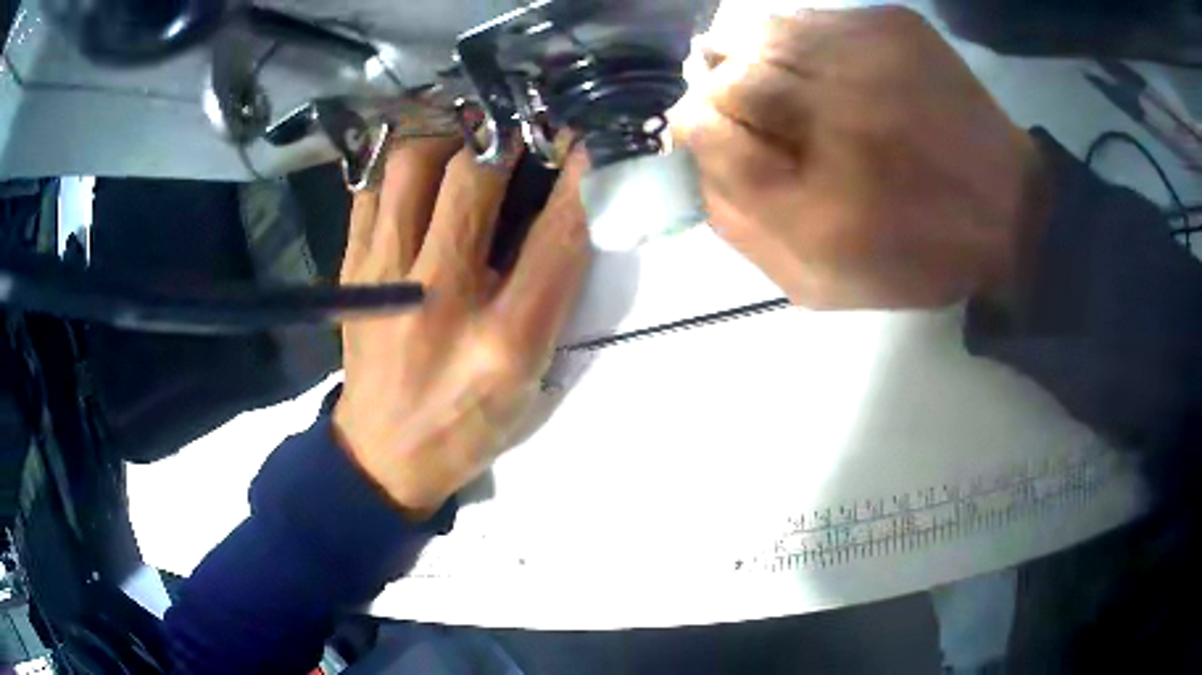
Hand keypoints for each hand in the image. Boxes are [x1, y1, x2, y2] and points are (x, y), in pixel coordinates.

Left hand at [334, 139, 589, 518]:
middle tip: (526, 116)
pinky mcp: (351, 271)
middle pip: (475, 178)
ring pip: (410, 165)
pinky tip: (421, 157)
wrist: (385, 453)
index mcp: (503, 338)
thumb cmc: (469, 421)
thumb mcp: (531, 374)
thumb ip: (553, 292)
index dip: (581, 173)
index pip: (557, 232)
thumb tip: (567, 206)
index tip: (590, 135)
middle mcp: (439, 297)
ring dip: (448, 133)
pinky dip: (398, 158)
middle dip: (509, 131)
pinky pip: (368, 188)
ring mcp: (382, 277)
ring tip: (471, 131)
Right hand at [674, 7, 1049, 309]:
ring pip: (754, 28)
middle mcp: (838, 118)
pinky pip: (803, 14)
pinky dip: (789, 36)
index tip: (706, 135)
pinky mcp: (891, 26)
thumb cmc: (914, 256)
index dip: (693, 128)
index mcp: (819, 204)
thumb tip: (693, 159)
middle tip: (745, 111)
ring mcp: (867, 59)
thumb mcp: (818, 281)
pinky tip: (815, 65)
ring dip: (745, 55)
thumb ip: (741, 228)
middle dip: (716, 92)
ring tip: (774, 82)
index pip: (705, 130)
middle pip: (724, 74)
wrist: (1009, 209)